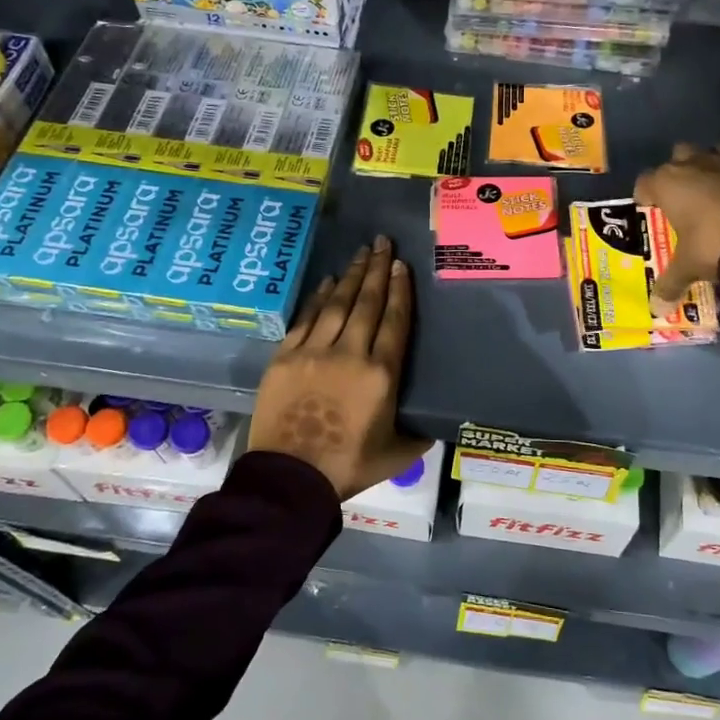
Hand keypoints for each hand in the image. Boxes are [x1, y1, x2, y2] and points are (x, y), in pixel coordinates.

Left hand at [249, 235, 429, 499]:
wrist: (290, 477)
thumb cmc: (348, 466)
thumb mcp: (397, 453)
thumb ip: (418, 434)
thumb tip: (434, 423)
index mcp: (381, 375)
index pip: (394, 321)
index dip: (399, 290)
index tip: (401, 265)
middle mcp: (349, 353)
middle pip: (366, 302)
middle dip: (377, 269)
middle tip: (383, 243)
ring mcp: (313, 352)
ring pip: (337, 304)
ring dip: (350, 276)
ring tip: (361, 253)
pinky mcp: (285, 357)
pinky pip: (306, 319)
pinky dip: (318, 298)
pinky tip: (327, 282)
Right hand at [634, 144, 719, 309]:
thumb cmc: (714, 243)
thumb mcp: (688, 267)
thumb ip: (670, 284)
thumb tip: (656, 309)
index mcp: (667, 183)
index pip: (645, 182)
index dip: (645, 196)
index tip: (649, 209)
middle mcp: (693, 164)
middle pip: (677, 157)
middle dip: (677, 173)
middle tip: (681, 199)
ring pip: (709, 154)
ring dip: (707, 170)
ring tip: (710, 195)